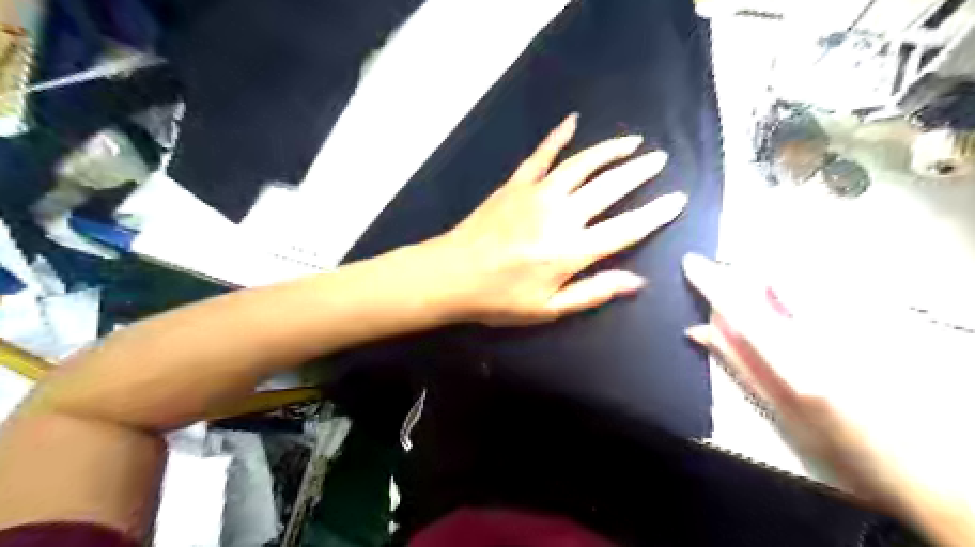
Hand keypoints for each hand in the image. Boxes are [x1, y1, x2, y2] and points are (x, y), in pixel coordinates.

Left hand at [428, 113, 684, 325]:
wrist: (452, 275)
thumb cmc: (500, 299)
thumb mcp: (549, 308)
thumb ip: (594, 292)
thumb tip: (637, 282)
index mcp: (572, 250)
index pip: (626, 228)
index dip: (656, 214)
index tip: (678, 199)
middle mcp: (561, 215)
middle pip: (609, 187)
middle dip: (639, 172)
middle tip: (659, 159)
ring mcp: (537, 194)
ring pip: (582, 164)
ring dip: (609, 150)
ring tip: (632, 141)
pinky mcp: (516, 184)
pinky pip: (541, 155)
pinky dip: (558, 137)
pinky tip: (572, 122)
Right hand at [680, 254, 974, 546]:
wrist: (924, 465)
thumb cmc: (838, 446)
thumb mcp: (777, 409)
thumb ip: (736, 362)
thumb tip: (698, 330)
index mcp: (796, 365)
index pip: (742, 309)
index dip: (711, 282)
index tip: (690, 262)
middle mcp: (827, 336)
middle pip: (771, 283)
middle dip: (743, 285)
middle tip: (732, 308)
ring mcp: (855, 324)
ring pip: (797, 282)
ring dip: (772, 288)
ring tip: (771, 313)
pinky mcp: (874, 319)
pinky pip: (821, 291)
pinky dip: (798, 295)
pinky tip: (799, 315)